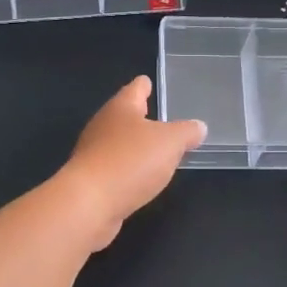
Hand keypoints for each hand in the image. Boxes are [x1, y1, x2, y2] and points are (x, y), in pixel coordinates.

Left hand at [59, 76, 205, 249]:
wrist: (88, 204)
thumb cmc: (130, 161)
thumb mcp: (170, 143)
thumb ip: (186, 132)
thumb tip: (198, 127)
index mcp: (121, 108)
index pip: (135, 88)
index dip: (144, 85)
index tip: (148, 82)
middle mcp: (103, 125)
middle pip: (123, 115)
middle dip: (140, 117)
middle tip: (160, 118)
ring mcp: (93, 153)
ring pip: (118, 142)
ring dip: (134, 145)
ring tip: (155, 150)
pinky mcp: (90, 179)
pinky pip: (114, 167)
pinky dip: (127, 169)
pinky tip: (140, 178)